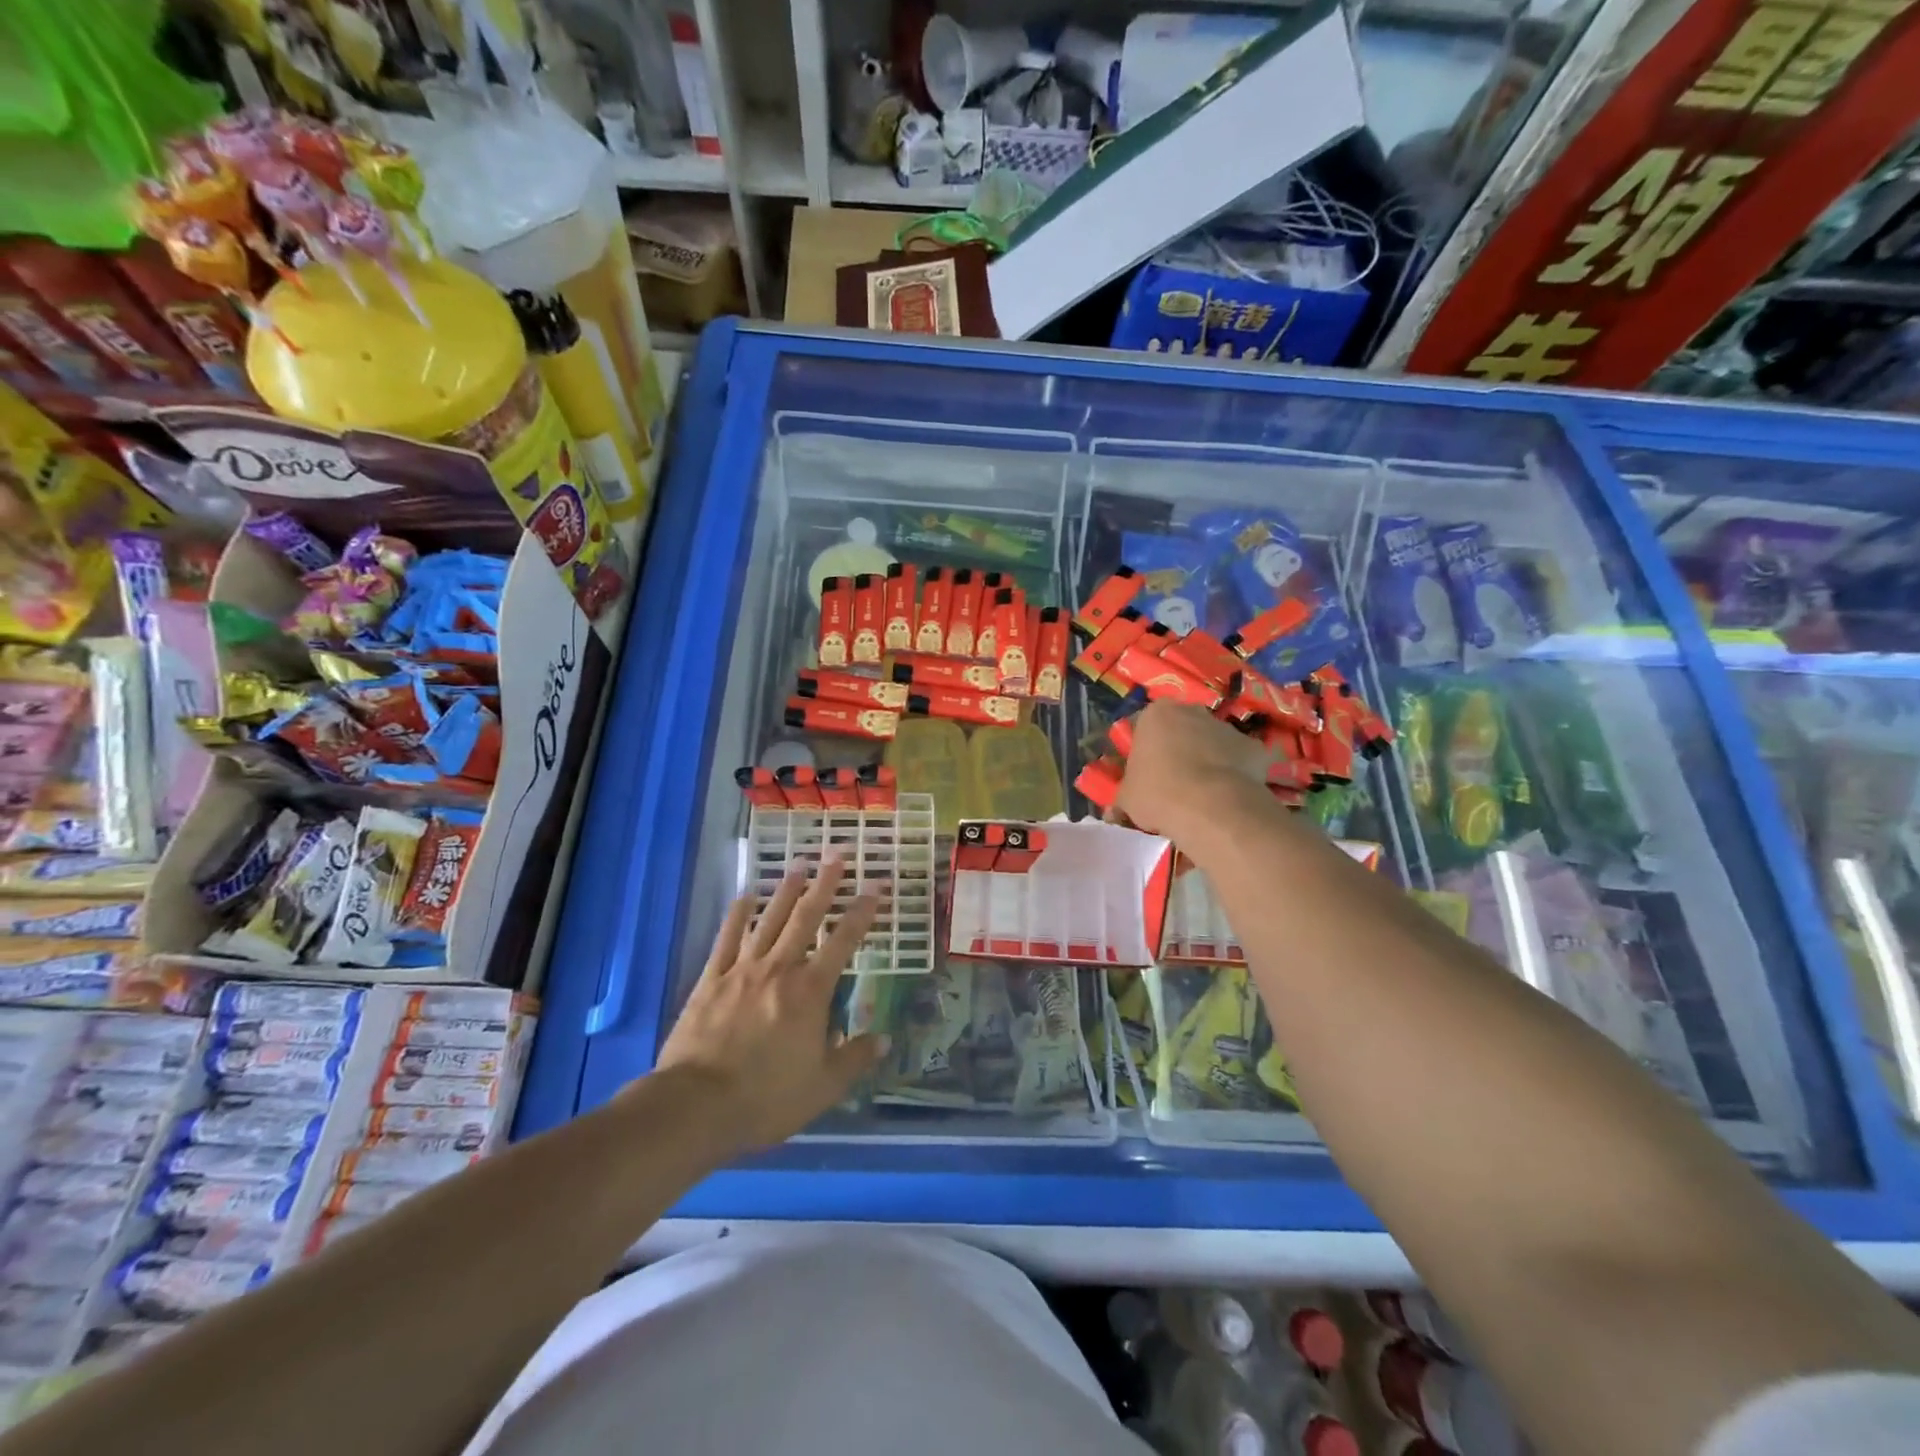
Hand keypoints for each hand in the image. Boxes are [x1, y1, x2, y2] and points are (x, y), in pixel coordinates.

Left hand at [653, 856, 885, 1149]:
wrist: (696, 1106)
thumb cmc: (766, 1098)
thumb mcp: (823, 1087)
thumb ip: (854, 1059)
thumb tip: (883, 1040)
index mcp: (810, 991)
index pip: (844, 941)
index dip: (862, 912)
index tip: (875, 886)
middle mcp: (779, 969)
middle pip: (805, 917)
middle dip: (824, 885)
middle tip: (836, 856)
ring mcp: (742, 970)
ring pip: (769, 919)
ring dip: (785, 890)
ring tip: (799, 865)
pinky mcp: (711, 980)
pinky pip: (727, 938)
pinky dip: (738, 914)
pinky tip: (745, 896)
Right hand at [1115, 700, 1268, 837]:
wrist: (1210, 809)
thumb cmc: (1158, 794)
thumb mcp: (1126, 799)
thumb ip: (1125, 797)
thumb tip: (1117, 813)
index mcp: (1157, 714)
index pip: (1145, 726)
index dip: (1145, 751)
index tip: (1146, 774)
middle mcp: (1193, 711)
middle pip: (1183, 729)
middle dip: (1179, 750)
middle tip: (1173, 783)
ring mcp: (1227, 728)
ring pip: (1213, 743)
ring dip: (1208, 761)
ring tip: (1203, 796)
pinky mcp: (1254, 748)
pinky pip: (1240, 761)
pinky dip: (1234, 775)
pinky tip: (1227, 799)